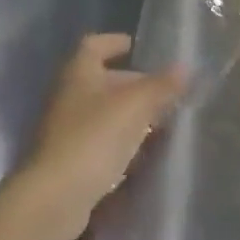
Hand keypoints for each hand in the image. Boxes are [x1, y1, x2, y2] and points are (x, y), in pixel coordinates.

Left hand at [14, 34, 184, 239]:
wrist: (54, 197)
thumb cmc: (94, 137)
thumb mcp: (135, 106)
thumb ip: (161, 85)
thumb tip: (185, 67)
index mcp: (78, 72)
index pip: (95, 44)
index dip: (115, 42)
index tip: (138, 47)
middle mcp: (68, 95)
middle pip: (102, 79)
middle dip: (132, 83)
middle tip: (163, 91)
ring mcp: (65, 129)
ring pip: (102, 112)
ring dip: (128, 114)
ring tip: (160, 122)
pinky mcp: (69, 159)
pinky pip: (99, 140)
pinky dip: (120, 141)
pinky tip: (141, 152)